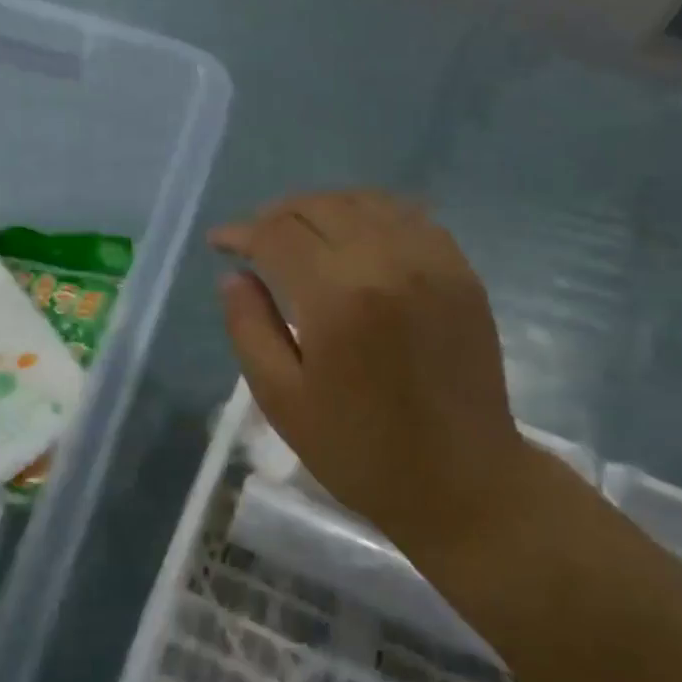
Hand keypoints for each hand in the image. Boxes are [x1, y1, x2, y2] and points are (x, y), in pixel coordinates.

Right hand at [213, 190, 535, 546]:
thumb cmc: (360, 449)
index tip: (219, 242)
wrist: (462, 481)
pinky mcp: (461, 271)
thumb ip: (249, 328)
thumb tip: (234, 276)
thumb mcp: (282, 399)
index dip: (241, 232)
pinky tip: (353, 235)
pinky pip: (409, 215)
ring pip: (364, 201)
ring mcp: (433, 261)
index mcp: (338, 297)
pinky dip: (370, 213)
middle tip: (253, 239)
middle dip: (276, 215)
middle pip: (319, 206)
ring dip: (321, 207)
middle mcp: (388, 262)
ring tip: (298, 232)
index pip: (278, 235)